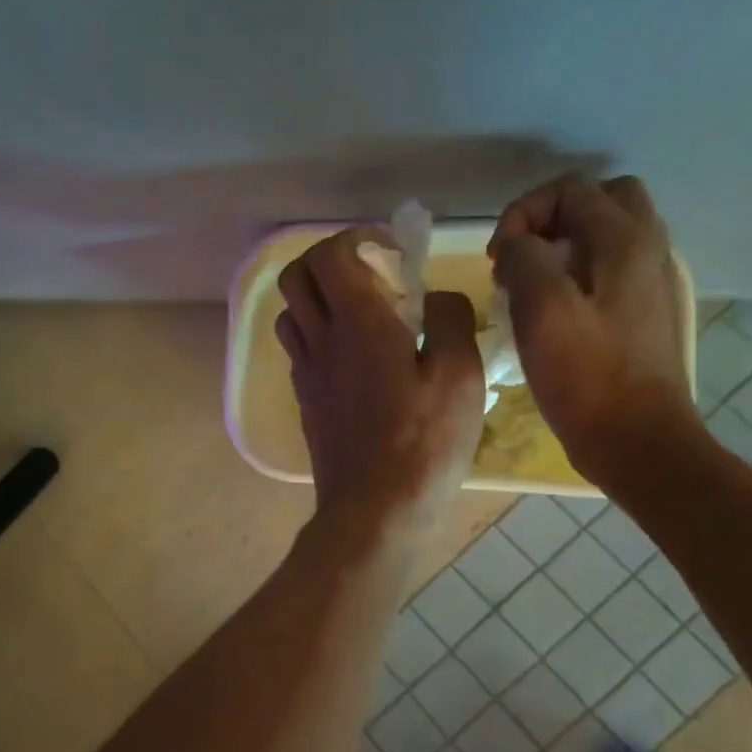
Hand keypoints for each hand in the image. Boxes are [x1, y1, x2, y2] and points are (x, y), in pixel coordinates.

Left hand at [276, 230, 486, 544]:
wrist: (374, 511)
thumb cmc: (423, 443)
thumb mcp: (460, 376)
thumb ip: (449, 321)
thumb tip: (437, 297)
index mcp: (357, 324)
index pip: (330, 255)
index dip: (357, 239)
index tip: (391, 250)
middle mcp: (320, 341)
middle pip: (296, 277)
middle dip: (328, 260)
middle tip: (370, 273)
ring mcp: (306, 373)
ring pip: (291, 314)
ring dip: (319, 299)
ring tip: (361, 313)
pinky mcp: (306, 402)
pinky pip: (300, 351)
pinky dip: (319, 336)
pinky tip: (355, 358)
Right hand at [488, 175, 700, 481]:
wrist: (635, 439)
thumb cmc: (586, 376)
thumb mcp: (542, 309)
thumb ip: (524, 257)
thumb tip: (515, 246)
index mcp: (625, 241)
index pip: (569, 189)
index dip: (522, 213)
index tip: (498, 259)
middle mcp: (646, 249)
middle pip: (600, 199)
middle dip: (549, 217)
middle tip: (519, 256)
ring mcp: (648, 281)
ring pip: (604, 234)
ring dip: (561, 245)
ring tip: (527, 284)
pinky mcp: (641, 312)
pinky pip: (606, 267)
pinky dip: (574, 271)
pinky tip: (549, 309)